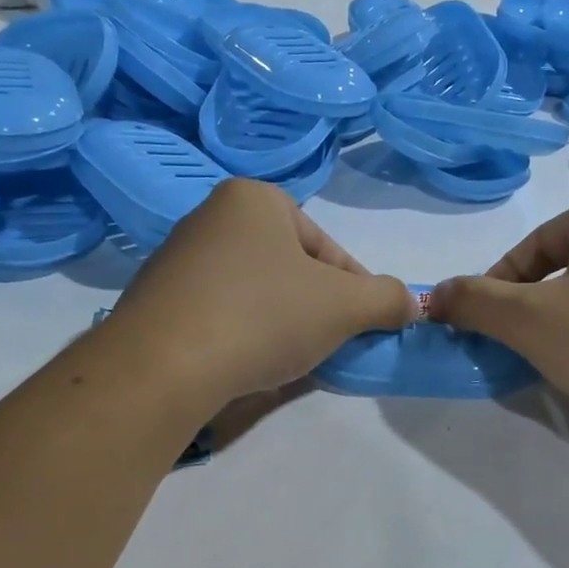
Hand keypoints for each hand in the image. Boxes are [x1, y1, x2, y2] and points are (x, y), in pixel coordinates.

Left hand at [104, 179, 415, 411]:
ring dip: (282, 324)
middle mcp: (211, 216)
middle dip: (317, 309)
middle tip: (328, 347)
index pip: (328, 249)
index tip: (363, 328)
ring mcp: (177, 259)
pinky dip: (242, 335)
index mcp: (255, 199)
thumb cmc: (262, 317)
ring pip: (256, 293)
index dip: (356, 292)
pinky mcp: (157, 300)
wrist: (161, 367)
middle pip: (291, 269)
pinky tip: (246, 364)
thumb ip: (387, 299)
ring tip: (288, 360)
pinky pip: (219, 313)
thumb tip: (411, 304)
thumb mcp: (344, 307)